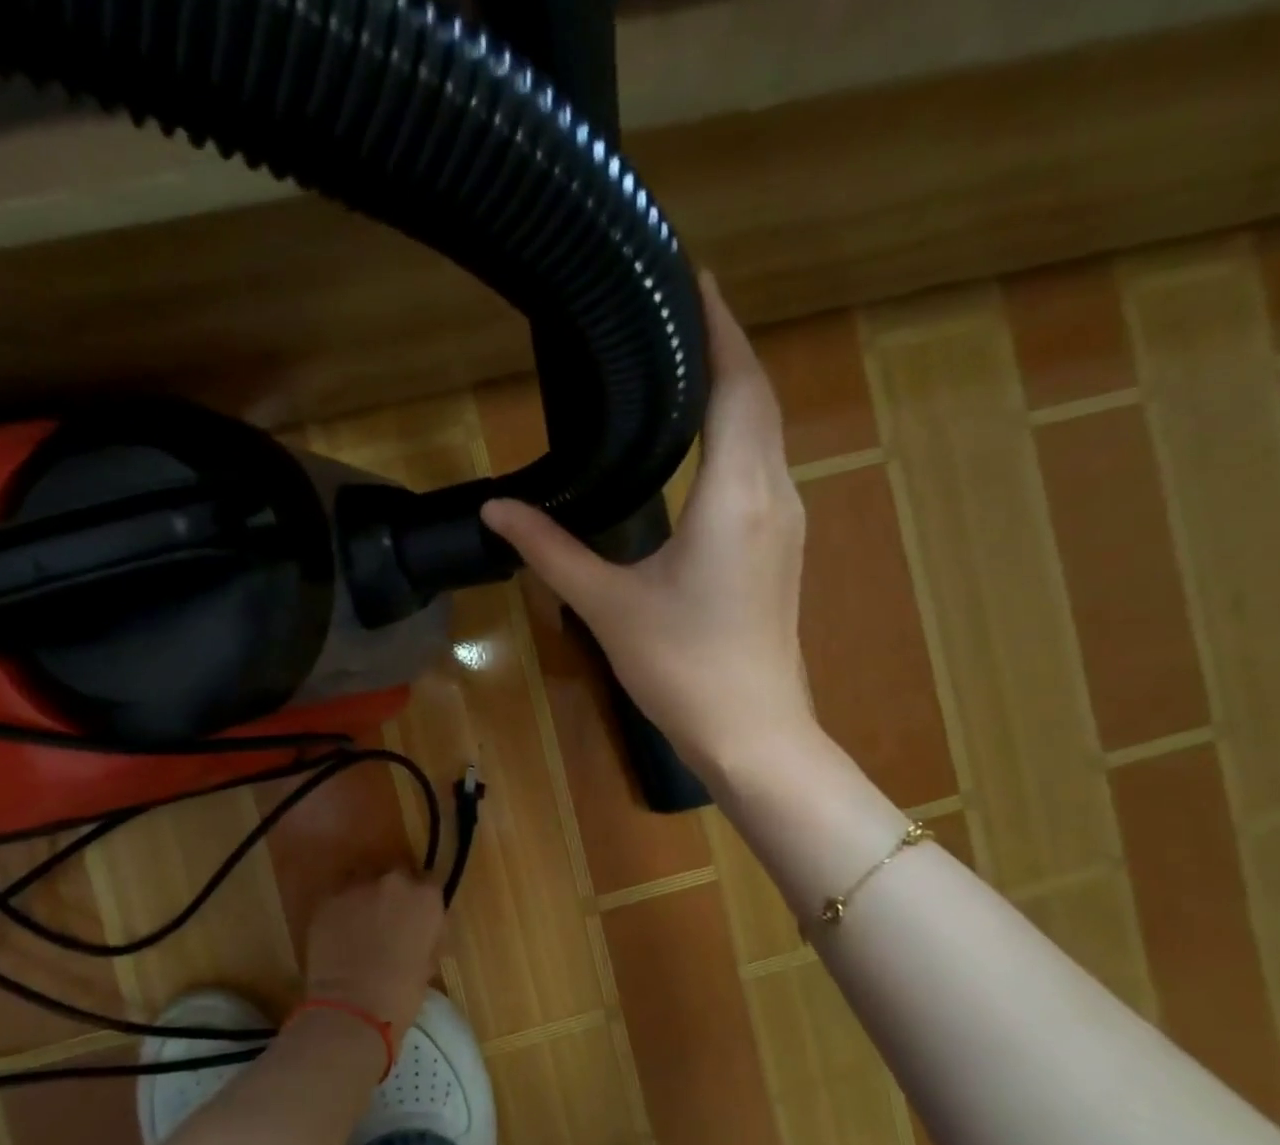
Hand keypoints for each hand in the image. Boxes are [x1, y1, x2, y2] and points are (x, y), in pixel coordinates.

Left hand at [302, 871, 443, 1041]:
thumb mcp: (428, 963)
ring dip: (365, 897)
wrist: (352, 1007)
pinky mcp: (328, 900)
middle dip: (393, 895)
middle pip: (396, 876)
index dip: (422, 901)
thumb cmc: (401, 993)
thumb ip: (425, 936)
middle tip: (388, 920)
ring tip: (359, 924)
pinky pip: (338, 898)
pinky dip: (340, 910)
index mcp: (425, 897)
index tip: (417, 917)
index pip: (430, 884)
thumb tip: (417, 933)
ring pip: (364, 881)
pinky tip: (338, 933)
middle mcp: (393, 882)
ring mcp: (357, 887)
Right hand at [481, 271, 816, 777]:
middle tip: (679, 310)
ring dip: (736, 390)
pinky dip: (740, 434)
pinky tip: (705, 441)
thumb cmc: (682, 667)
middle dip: (726, 347)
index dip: (720, 326)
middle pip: (758, 398)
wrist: (752, 732)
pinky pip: (764, 467)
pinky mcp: (780, 549)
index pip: (737, 384)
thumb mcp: (608, 604)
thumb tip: (495, 510)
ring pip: (767, 433)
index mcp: (735, 494)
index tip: (693, 277)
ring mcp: (784, 522)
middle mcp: (773, 493)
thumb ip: (552, 549)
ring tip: (687, 361)